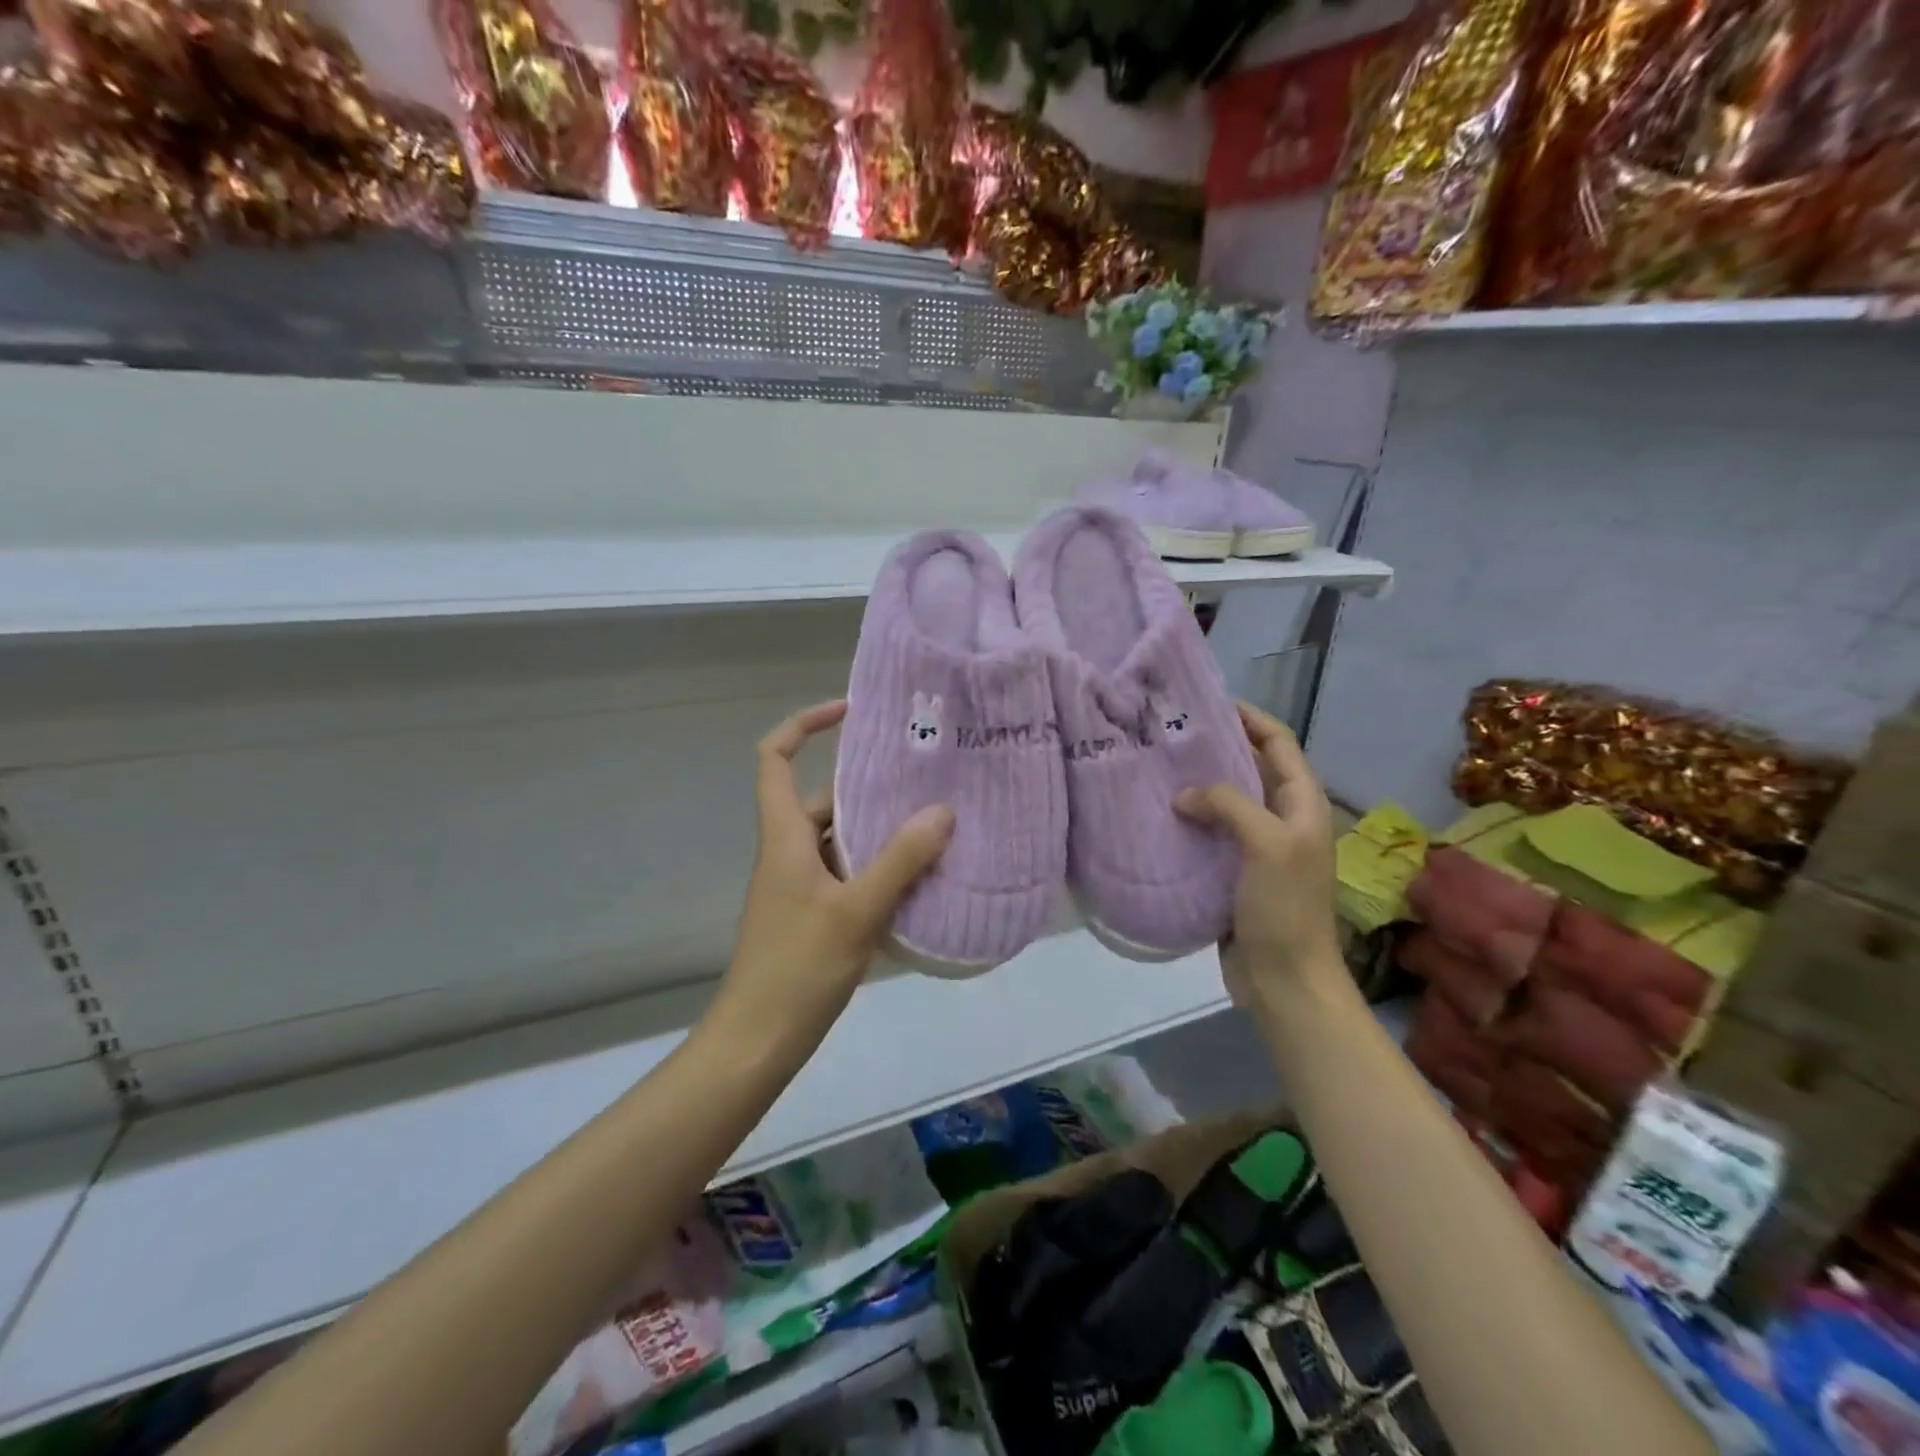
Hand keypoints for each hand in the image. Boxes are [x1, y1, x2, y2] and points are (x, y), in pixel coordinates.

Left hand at [717, 700, 954, 1047]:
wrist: (757, 1042)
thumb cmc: (797, 968)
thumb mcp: (856, 910)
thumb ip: (900, 860)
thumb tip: (941, 811)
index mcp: (784, 836)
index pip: (773, 757)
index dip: (804, 724)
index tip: (849, 713)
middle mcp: (789, 851)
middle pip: (824, 799)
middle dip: (870, 787)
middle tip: (925, 779)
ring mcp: (801, 886)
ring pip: (842, 840)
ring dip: (882, 832)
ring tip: (936, 825)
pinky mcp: (814, 915)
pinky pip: (850, 874)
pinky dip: (880, 868)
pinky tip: (921, 879)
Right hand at [1174, 702, 1344, 1015]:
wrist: (1285, 980)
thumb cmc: (1285, 908)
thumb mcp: (1268, 845)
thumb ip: (1229, 805)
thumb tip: (1184, 795)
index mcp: (1303, 804)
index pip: (1279, 743)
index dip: (1250, 718)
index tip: (1207, 702)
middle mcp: (1282, 819)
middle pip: (1250, 768)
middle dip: (1216, 747)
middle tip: (1169, 733)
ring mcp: (1258, 847)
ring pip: (1226, 801)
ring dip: (1197, 784)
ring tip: (1155, 767)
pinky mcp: (1233, 872)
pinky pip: (1210, 834)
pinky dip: (1188, 820)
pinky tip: (1157, 815)